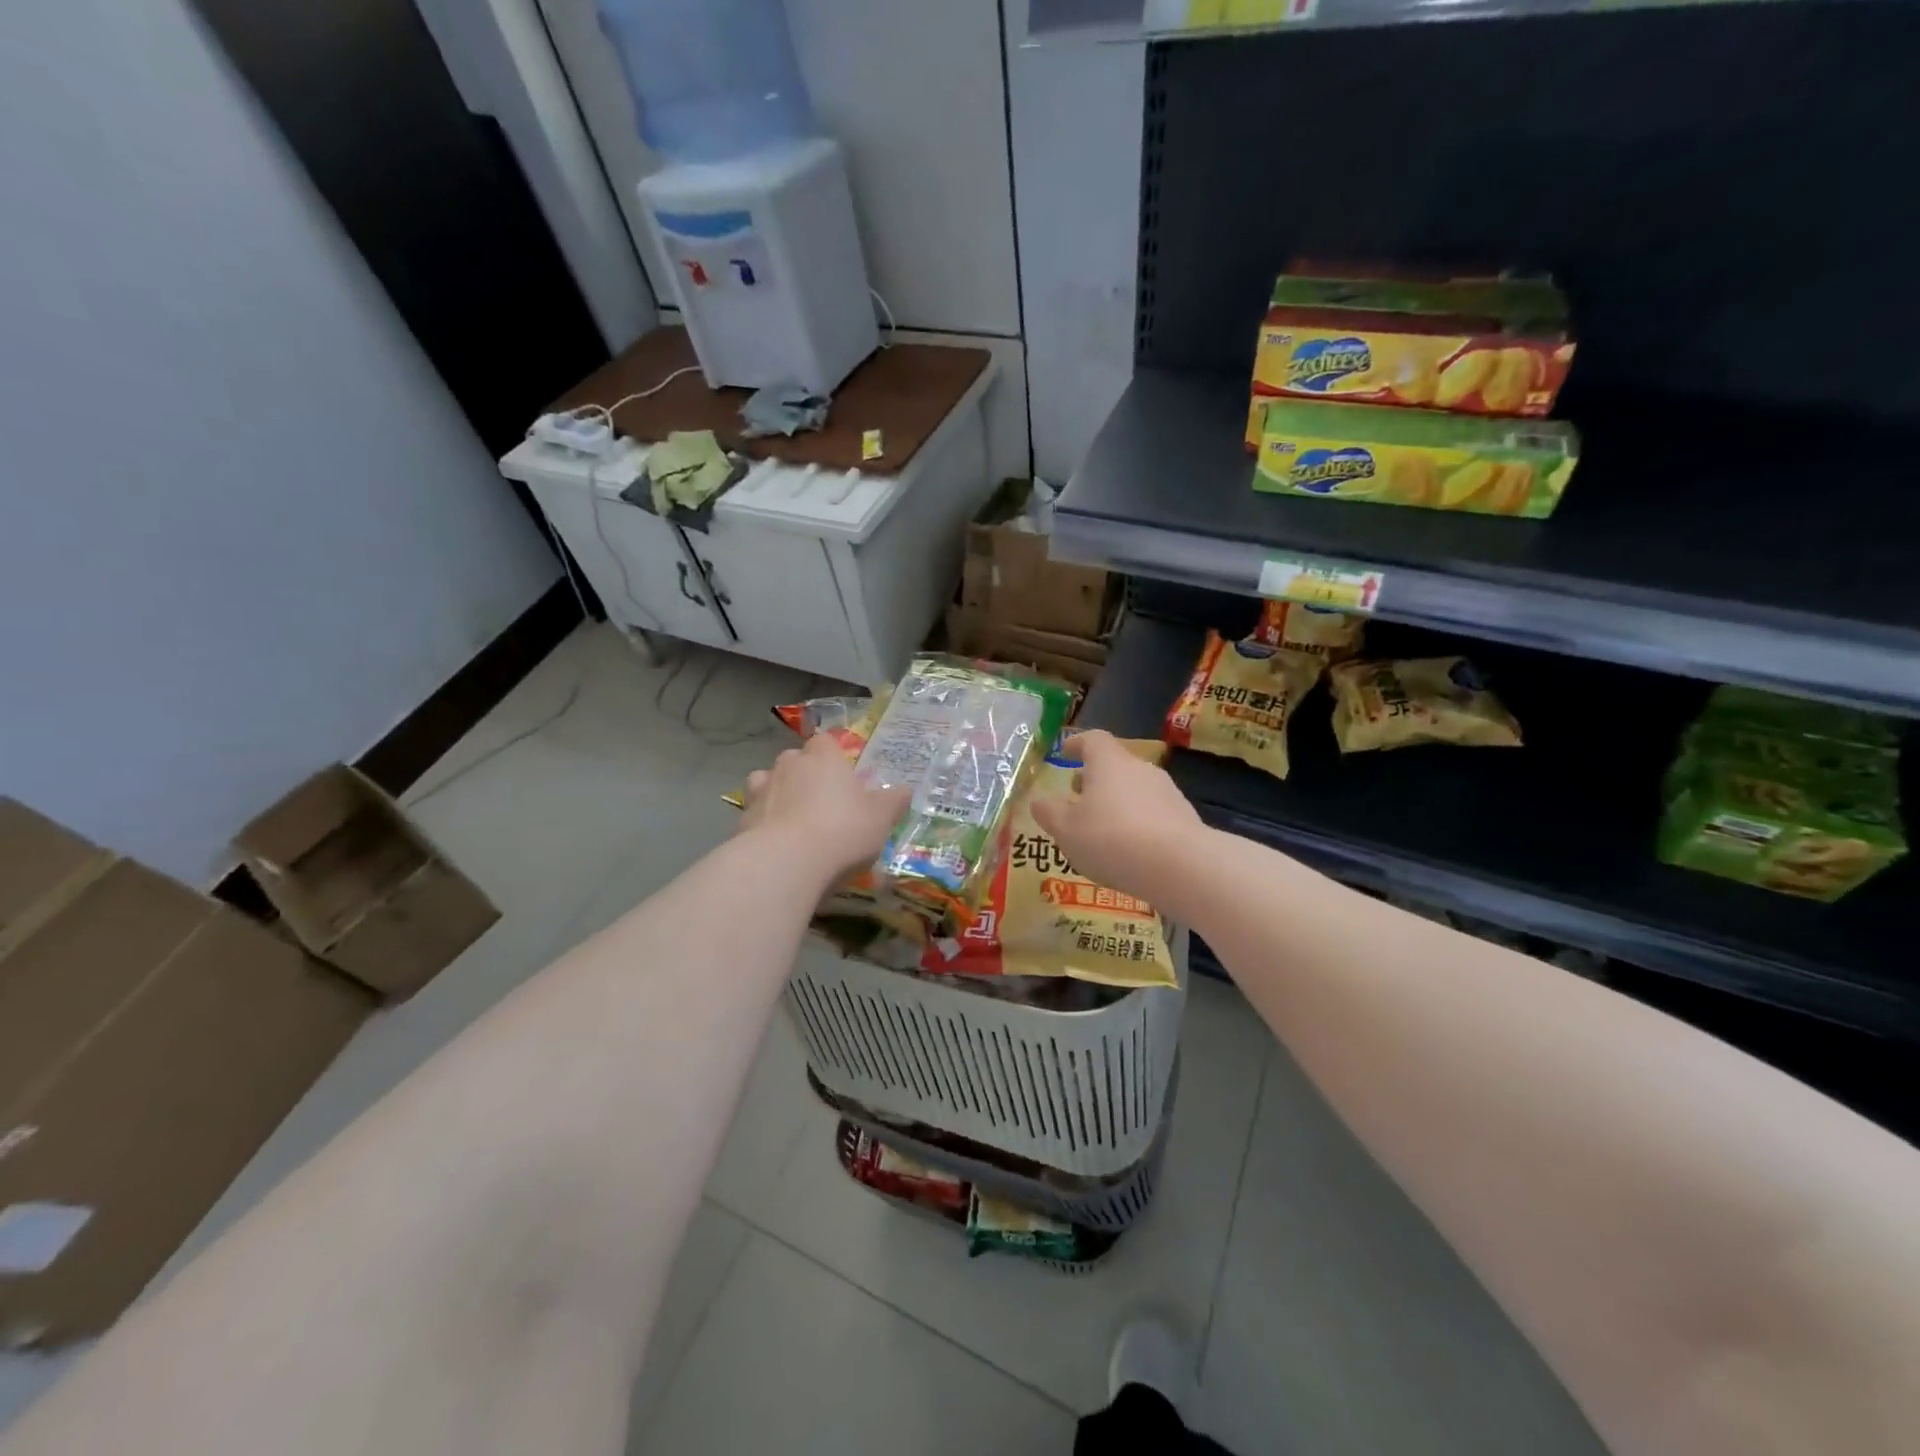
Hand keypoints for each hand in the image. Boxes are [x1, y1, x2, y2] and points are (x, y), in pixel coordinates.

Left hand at [740, 732, 909, 881]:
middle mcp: (789, 765)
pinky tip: (776, 846)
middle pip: (795, 760)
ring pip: (767, 783)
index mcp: (823, 757)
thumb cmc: (842, 831)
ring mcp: (761, 791)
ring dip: (778, 795)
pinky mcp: (741, 820)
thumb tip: (904, 790)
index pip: (825, 741)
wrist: (785, 863)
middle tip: (822, 802)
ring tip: (793, 821)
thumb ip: (893, 801)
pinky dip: (764, 825)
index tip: (843, 775)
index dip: (833, 755)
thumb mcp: (881, 818)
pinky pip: (755, 815)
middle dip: (804, 774)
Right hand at [1030, 730, 1207, 910]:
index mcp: (1109, 762)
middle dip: (1095, 779)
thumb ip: (1049, 812)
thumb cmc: (1111, 839)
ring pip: (1135, 790)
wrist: (1180, 867)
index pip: (1093, 739)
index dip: (1077, 744)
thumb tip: (1039, 800)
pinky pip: (1153, 814)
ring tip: (1102, 831)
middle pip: (1115, 765)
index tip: (1066, 753)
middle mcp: (1140, 769)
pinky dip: (1138, 824)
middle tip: (1078, 798)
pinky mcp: (1185, 819)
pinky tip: (1130, 850)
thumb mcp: (1066, 829)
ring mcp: (1168, 792)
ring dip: (1117, 803)